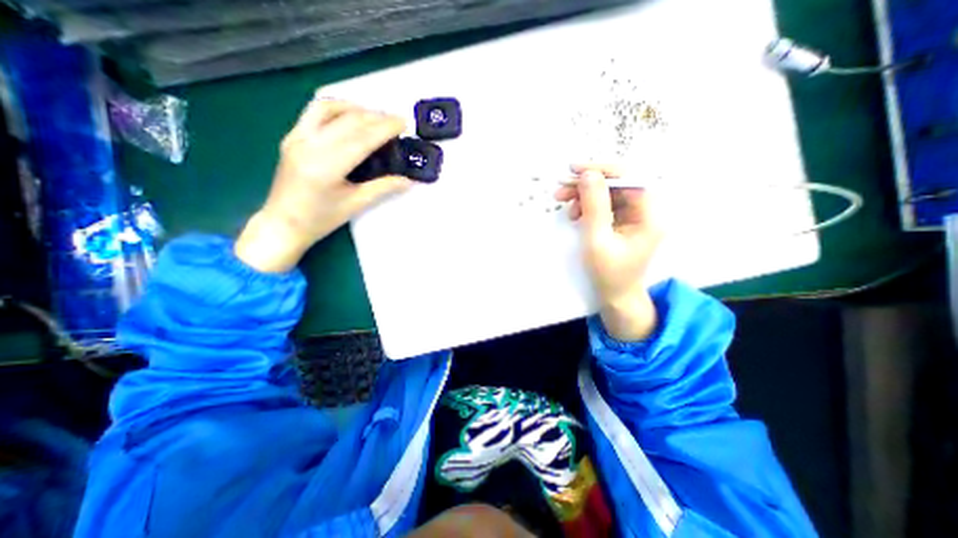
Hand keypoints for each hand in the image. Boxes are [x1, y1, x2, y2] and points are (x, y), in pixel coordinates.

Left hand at [235, 96, 412, 272]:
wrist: (283, 223)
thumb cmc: (321, 219)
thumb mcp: (356, 204)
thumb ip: (383, 188)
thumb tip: (408, 180)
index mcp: (326, 166)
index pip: (361, 139)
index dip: (385, 128)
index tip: (404, 123)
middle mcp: (309, 145)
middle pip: (348, 121)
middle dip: (376, 117)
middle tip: (397, 121)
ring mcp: (297, 137)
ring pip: (328, 108)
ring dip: (356, 108)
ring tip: (376, 116)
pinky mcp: (291, 136)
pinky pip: (314, 112)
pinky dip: (336, 108)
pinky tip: (350, 116)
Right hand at [559, 161, 664, 340]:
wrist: (615, 296)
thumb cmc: (608, 273)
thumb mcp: (597, 240)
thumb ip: (593, 206)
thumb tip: (588, 174)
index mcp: (650, 216)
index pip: (629, 179)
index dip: (602, 171)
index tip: (575, 170)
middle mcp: (647, 211)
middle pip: (618, 184)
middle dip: (588, 184)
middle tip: (562, 188)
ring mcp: (635, 216)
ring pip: (609, 193)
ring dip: (584, 195)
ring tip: (563, 203)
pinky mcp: (624, 222)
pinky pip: (606, 205)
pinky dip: (588, 206)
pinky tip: (575, 214)